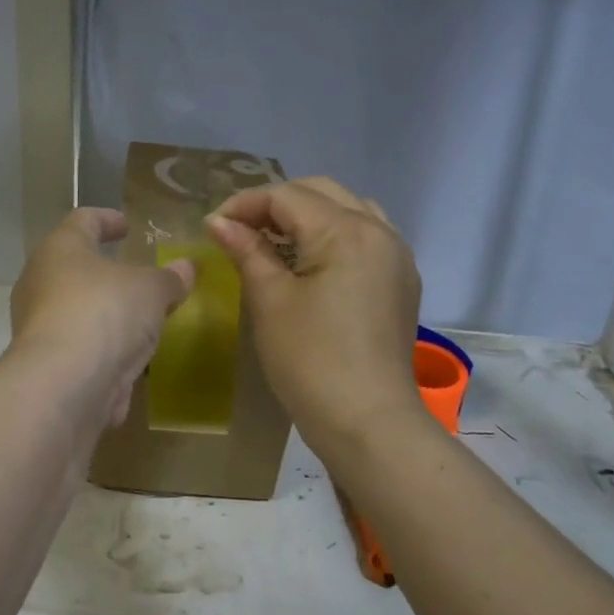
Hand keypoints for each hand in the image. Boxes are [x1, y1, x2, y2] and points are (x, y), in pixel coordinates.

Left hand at [9, 208, 193, 425]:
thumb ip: (169, 278)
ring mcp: (38, 325)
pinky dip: (102, 345)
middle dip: (104, 270)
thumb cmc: (105, 313)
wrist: (65, 384)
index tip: (126, 225)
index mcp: (60, 249)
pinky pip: (79, 344)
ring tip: (138, 317)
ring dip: (104, 311)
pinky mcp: (46, 363)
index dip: (106, 219)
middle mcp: (40, 282)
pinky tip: (127, 354)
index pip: (82, 221)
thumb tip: (186, 267)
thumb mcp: (151, 289)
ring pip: (75, 308)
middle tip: (134, 274)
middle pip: (73, 266)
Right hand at [208, 178, 423, 456]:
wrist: (367, 421)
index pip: (287, 196)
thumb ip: (247, 251)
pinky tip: (310, 261)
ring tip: (273, 241)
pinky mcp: (400, 282)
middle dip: (275, 204)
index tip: (213, 227)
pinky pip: (365, 237)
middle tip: (239, 231)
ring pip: (347, 210)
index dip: (244, 205)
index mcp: (346, 231)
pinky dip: (333, 235)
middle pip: (320, 193)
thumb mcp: (270, 300)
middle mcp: (379, 231)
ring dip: (307, 215)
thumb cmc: (310, 360)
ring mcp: (396, 256)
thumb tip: (219, 222)